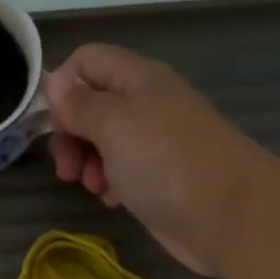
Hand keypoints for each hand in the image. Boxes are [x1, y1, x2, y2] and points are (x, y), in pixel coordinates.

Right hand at [44, 44, 279, 274]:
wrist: (228, 216)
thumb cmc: (167, 163)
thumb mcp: (115, 126)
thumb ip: (81, 104)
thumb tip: (56, 81)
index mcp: (138, 79)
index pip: (88, 61)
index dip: (62, 86)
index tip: (52, 124)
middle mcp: (147, 105)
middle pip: (93, 106)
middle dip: (72, 135)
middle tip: (66, 168)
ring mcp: (155, 144)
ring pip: (104, 143)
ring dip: (89, 163)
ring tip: (94, 187)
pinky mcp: (159, 180)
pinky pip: (122, 173)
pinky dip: (111, 184)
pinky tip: (113, 200)